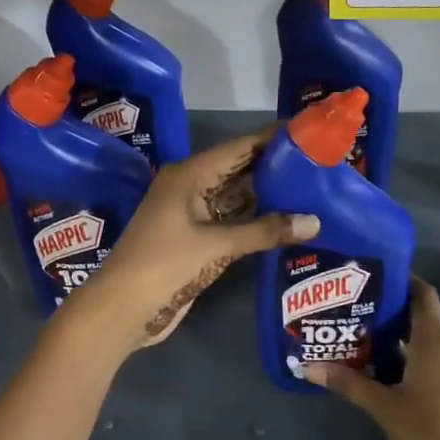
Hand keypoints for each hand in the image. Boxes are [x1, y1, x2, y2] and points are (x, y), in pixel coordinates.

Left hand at [82, 127, 319, 350]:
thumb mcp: (216, 245)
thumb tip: (315, 222)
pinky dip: (255, 218)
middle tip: (318, 160)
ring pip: (236, 195)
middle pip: (239, 169)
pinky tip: (286, 219)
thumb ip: (265, 231)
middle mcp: (190, 186)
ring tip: (311, 186)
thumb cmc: (164, 265)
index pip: (239, 147)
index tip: (307, 130)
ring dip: (268, 194)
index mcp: (189, 174)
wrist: (122, 309)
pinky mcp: (196, 239)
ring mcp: (192, 214)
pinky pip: (231, 220)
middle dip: (275, 165)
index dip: (272, 138)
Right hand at [305, 277, 439, 439]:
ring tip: (358, 329)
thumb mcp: (384, 407)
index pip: (423, 294)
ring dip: (395, 334)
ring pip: (423, 339)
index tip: (372, 273)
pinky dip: (405, 355)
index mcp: (434, 342)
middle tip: (353, 302)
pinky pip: (427, 360)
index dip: (402, 280)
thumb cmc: (430, 434)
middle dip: (389, 307)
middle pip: (420, 315)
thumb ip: (349, 383)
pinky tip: (377, 365)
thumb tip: (308, 365)